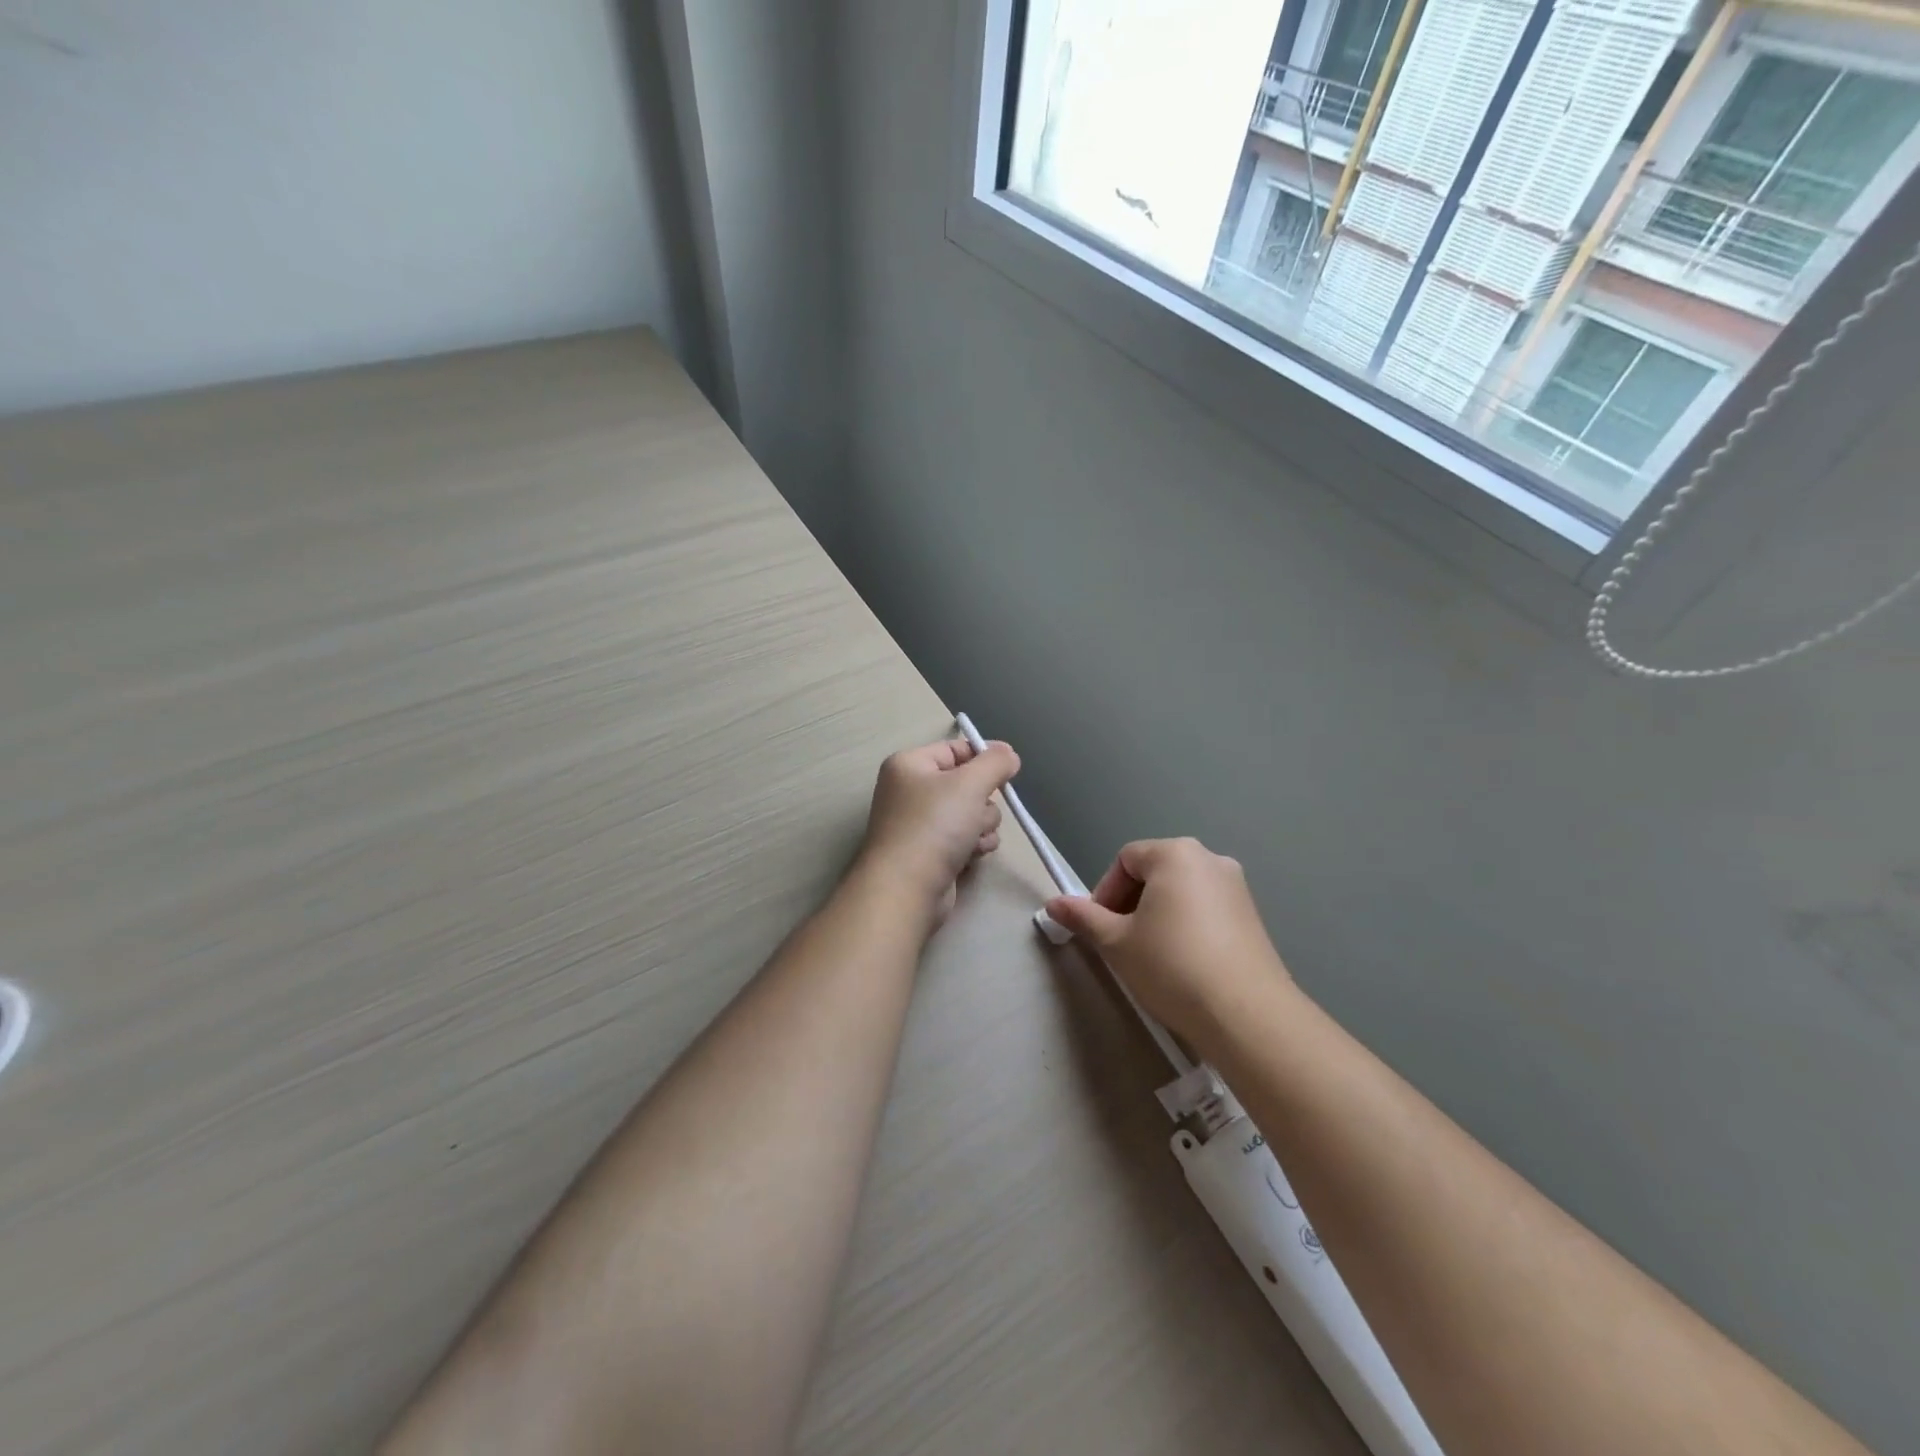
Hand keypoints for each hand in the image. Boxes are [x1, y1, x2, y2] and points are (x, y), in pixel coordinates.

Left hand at [857, 737, 1020, 925]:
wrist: (907, 889)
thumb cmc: (934, 826)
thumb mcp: (970, 783)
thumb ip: (995, 763)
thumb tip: (1008, 753)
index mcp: (909, 765)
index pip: (955, 749)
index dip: (984, 756)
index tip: (1011, 767)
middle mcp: (911, 791)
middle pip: (967, 784)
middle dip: (983, 801)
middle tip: (977, 813)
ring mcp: (920, 825)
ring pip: (971, 813)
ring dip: (982, 826)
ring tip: (972, 840)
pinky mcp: (930, 853)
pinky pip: (964, 839)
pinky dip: (973, 846)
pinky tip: (971, 856)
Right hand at [1045, 838, 1293, 1047]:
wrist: (1246, 1015)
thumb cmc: (1172, 966)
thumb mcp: (1116, 943)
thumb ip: (1083, 917)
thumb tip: (1052, 903)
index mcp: (1175, 854)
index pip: (1125, 860)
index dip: (1105, 892)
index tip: (1101, 929)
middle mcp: (1210, 859)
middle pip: (1155, 872)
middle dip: (1131, 903)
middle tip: (1121, 942)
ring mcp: (1237, 887)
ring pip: (1181, 892)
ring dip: (1158, 915)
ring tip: (1151, 955)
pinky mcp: (1254, 916)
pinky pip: (1207, 909)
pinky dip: (1187, 926)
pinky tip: (1184, 963)